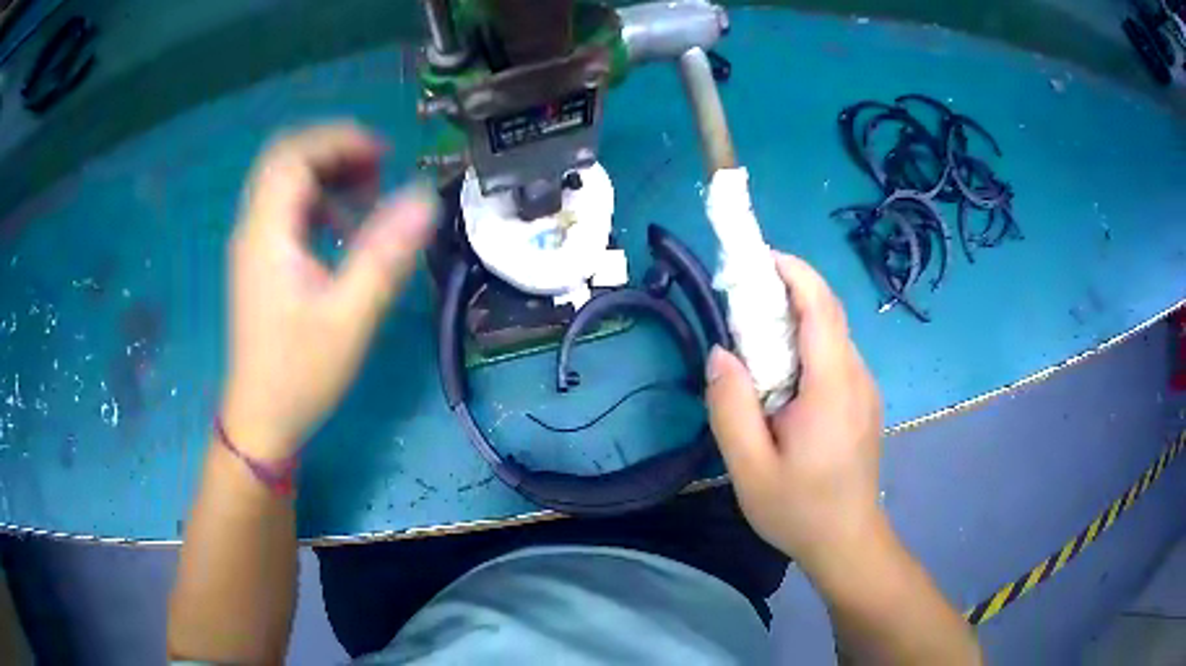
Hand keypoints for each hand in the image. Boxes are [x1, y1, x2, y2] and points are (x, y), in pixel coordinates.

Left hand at [221, 123, 435, 458]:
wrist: (262, 418)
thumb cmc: (301, 374)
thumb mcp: (350, 318)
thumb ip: (386, 255)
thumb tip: (426, 199)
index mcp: (268, 235)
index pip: (293, 157)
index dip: (338, 141)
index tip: (383, 155)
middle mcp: (253, 229)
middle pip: (283, 159)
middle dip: (331, 150)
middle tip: (376, 166)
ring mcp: (252, 245)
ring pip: (282, 182)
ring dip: (325, 174)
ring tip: (367, 194)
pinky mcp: (259, 261)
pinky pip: (284, 209)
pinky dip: (315, 200)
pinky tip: (342, 228)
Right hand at [705, 252, 884, 569]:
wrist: (847, 541)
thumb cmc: (799, 510)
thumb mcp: (749, 469)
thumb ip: (731, 408)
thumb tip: (721, 353)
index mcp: (832, 388)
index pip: (821, 308)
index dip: (794, 272)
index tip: (758, 258)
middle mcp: (856, 377)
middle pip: (828, 313)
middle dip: (789, 288)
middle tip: (743, 294)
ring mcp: (865, 388)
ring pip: (832, 333)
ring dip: (796, 316)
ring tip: (755, 332)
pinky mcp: (863, 399)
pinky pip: (836, 355)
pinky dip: (807, 342)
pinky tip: (781, 371)